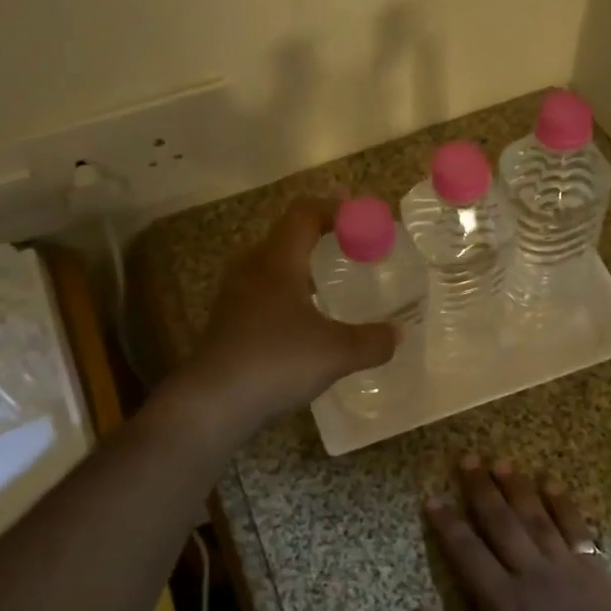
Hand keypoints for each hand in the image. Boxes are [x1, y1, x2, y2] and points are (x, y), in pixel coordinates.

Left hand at [177, 197, 398, 432]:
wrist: (212, 401)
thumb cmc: (275, 361)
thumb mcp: (336, 352)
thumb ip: (372, 341)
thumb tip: (398, 334)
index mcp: (277, 260)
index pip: (304, 214)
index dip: (335, 209)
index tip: (362, 217)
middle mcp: (252, 268)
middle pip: (287, 236)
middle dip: (321, 237)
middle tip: (353, 248)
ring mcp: (235, 295)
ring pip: (272, 266)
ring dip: (302, 267)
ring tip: (331, 285)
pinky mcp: (228, 322)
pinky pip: (263, 293)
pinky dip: (288, 294)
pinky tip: (305, 322)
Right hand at [415, 455, 610, 610]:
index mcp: (501, 601)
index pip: (466, 551)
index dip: (447, 523)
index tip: (432, 498)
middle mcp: (530, 574)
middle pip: (500, 522)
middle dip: (480, 489)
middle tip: (467, 459)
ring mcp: (565, 568)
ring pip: (536, 517)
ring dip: (517, 487)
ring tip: (501, 461)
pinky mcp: (594, 571)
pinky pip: (576, 529)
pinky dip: (563, 505)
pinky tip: (552, 484)